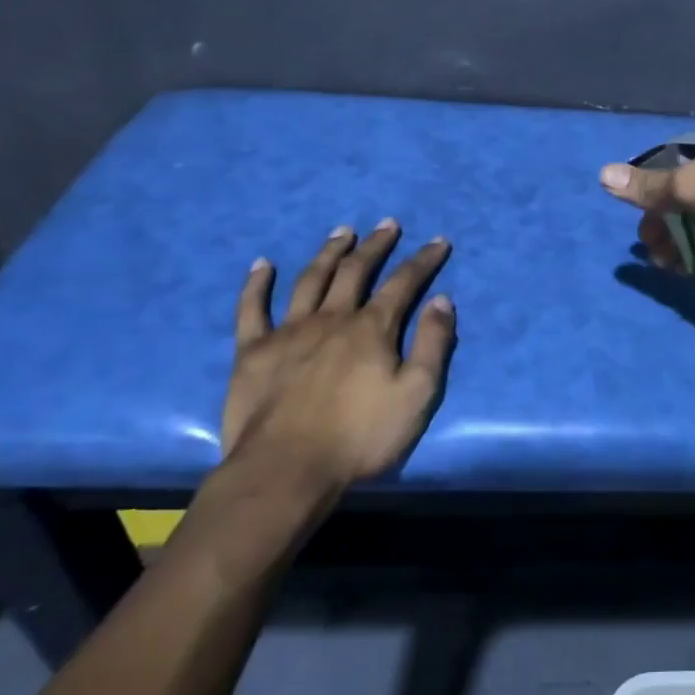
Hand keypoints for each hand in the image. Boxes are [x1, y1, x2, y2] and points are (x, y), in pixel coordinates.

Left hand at [218, 220, 455, 508]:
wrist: (286, 470)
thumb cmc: (360, 436)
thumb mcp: (417, 394)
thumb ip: (433, 344)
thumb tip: (442, 300)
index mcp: (371, 328)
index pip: (403, 283)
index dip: (423, 260)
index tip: (438, 241)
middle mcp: (331, 318)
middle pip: (355, 271)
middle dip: (375, 245)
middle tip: (387, 225)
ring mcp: (288, 332)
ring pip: (309, 279)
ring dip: (328, 252)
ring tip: (341, 232)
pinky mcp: (252, 352)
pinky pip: (252, 309)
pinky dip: (256, 284)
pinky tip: (261, 264)